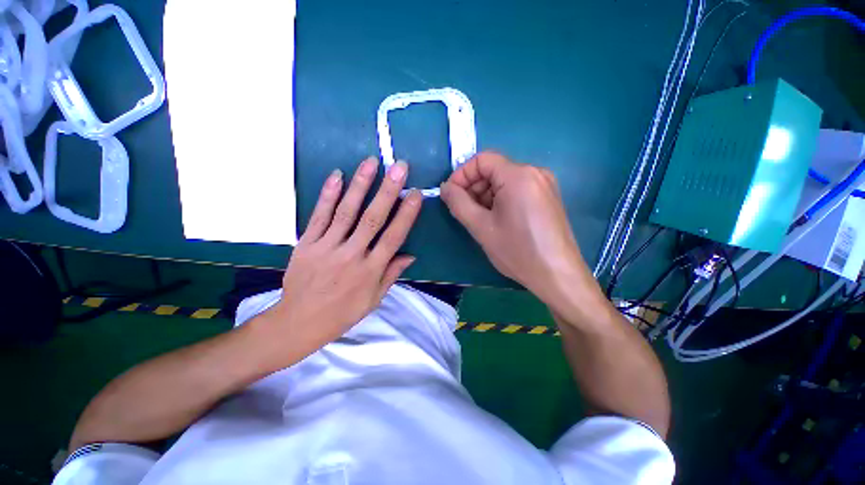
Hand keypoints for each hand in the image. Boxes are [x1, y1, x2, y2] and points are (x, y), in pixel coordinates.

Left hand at [264, 158, 422, 347]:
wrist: (299, 322)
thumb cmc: (343, 313)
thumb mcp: (374, 299)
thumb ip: (392, 274)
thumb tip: (410, 255)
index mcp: (371, 270)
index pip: (393, 237)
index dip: (406, 215)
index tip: (416, 194)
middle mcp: (352, 255)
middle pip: (372, 219)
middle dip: (388, 191)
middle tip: (399, 167)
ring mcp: (327, 247)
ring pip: (346, 212)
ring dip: (360, 185)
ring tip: (370, 162)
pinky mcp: (306, 243)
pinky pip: (318, 216)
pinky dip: (328, 195)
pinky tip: (336, 176)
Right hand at [440, 151, 598, 309]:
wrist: (557, 275)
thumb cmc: (517, 251)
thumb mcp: (480, 227)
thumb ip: (458, 203)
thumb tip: (445, 187)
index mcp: (518, 175)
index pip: (482, 160)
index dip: (461, 175)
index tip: (451, 196)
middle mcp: (534, 173)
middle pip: (494, 170)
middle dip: (473, 188)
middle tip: (464, 212)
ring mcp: (544, 185)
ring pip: (504, 181)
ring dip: (485, 196)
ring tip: (480, 219)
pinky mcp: (547, 198)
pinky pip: (517, 190)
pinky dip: (500, 200)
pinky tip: (497, 221)